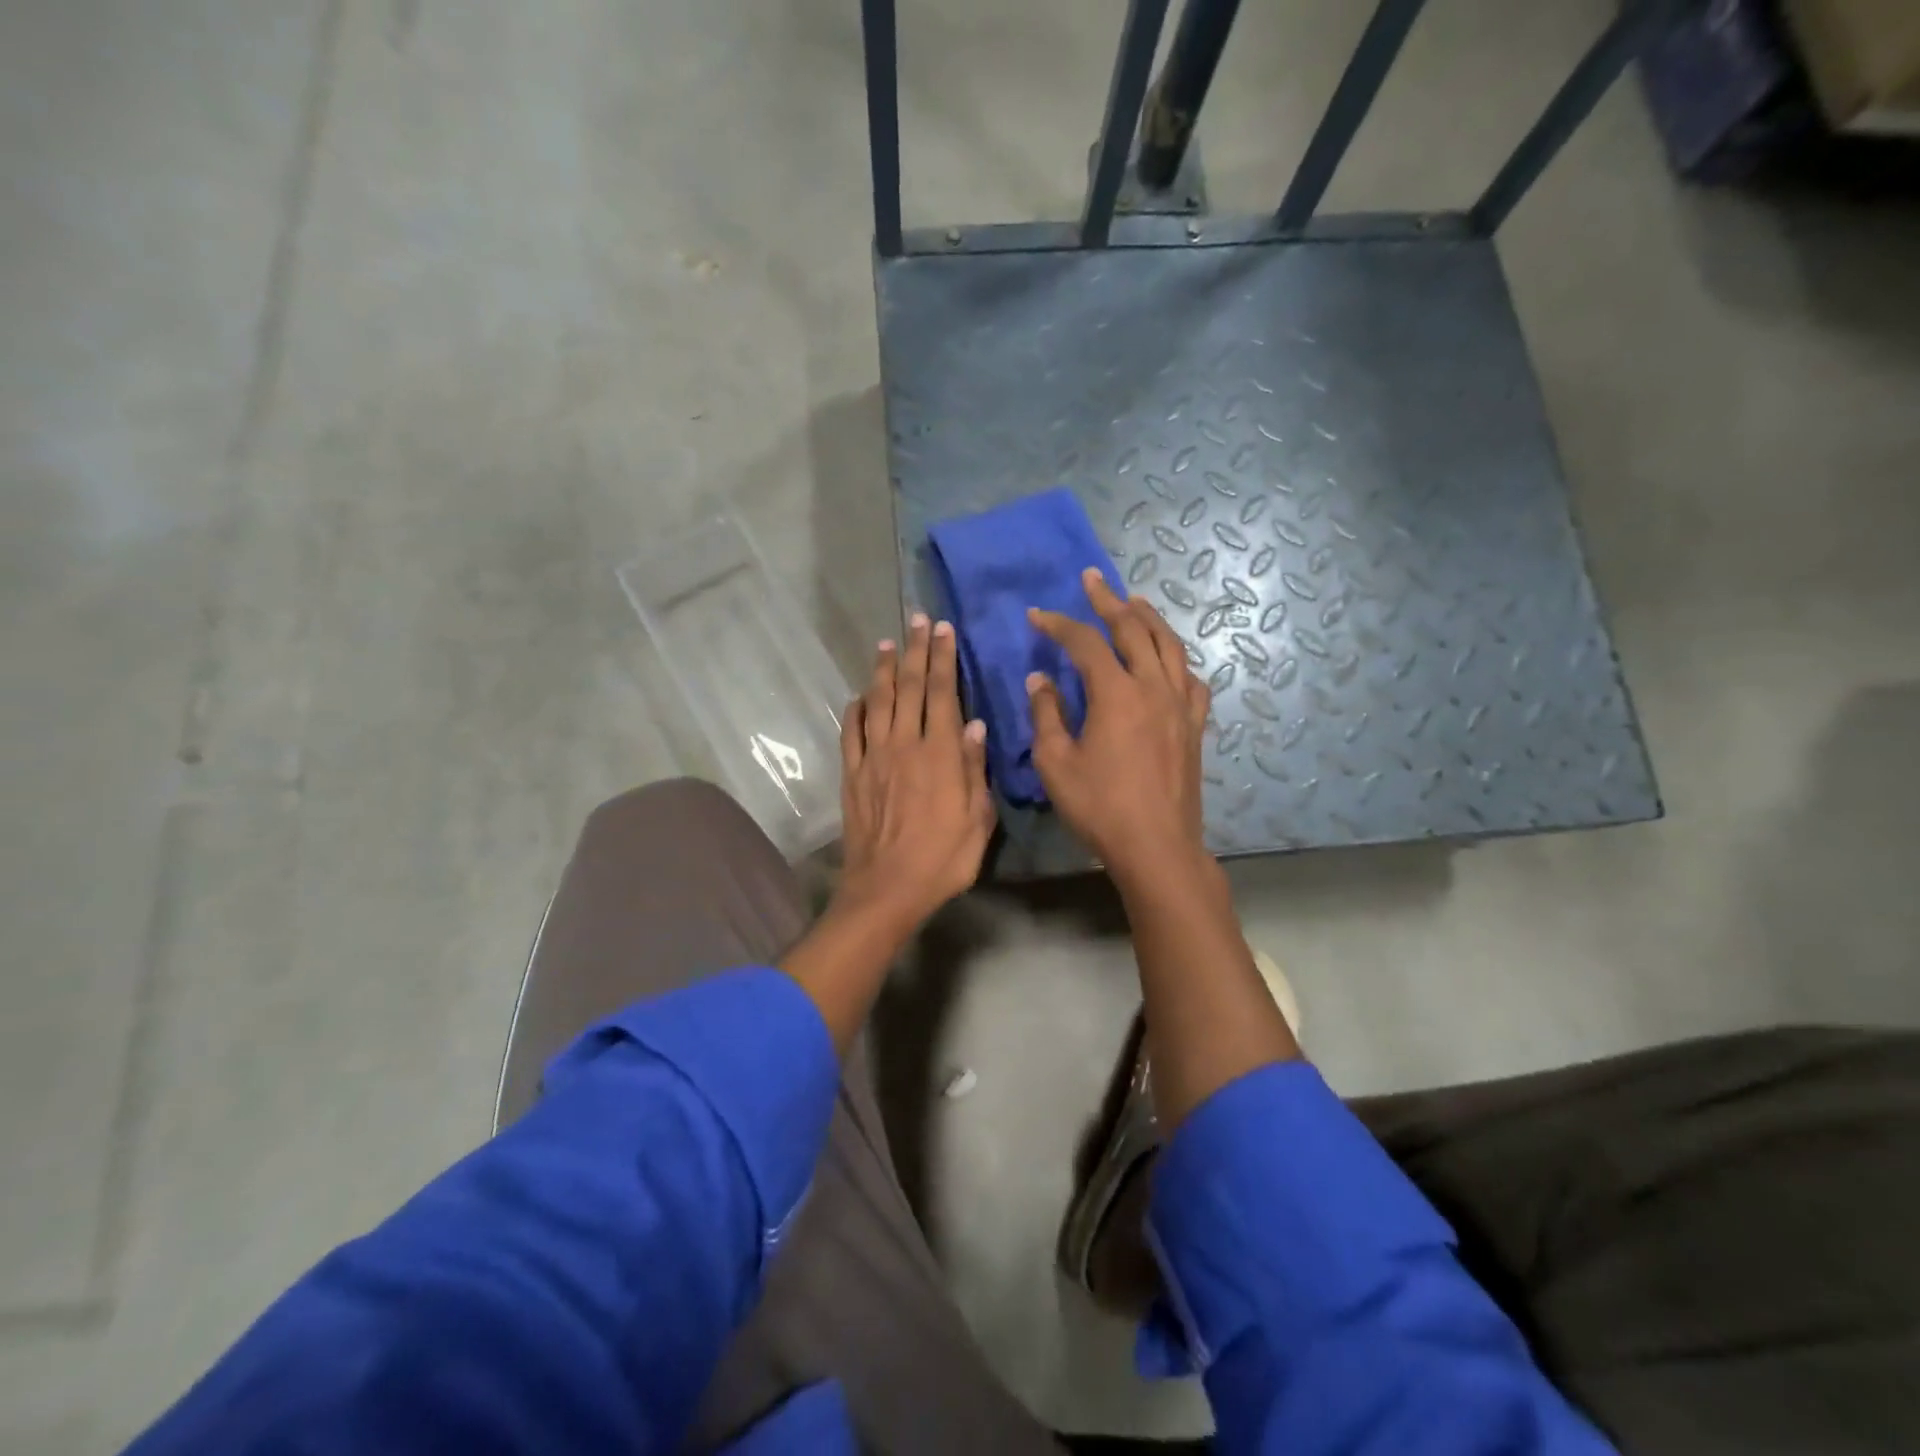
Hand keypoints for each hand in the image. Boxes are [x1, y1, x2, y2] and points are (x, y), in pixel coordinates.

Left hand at [836, 612, 995, 932]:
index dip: (943, 658)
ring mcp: (873, 758)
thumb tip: (976, 726)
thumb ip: (975, 770)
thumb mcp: (978, 820)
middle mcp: (904, 745)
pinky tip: (859, 695)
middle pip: (909, 687)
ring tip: (887, 642)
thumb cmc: (942, 859)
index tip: (944, 630)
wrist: (886, 889)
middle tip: (917, 620)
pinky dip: (855, 709)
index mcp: (940, 754)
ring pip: (877, 702)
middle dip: (915, 650)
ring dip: (883, 670)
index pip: (942, 693)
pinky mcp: (852, 775)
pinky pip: (851, 732)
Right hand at [1027, 568, 1210, 887]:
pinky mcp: (1194, 726)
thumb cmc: (1099, 806)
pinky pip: (1190, 679)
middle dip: (1109, 601)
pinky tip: (1169, 661)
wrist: (1156, 846)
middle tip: (1092, 580)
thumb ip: (1046, 714)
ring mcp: (1180, 705)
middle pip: (1134, 629)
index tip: (1036, 615)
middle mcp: (1154, 687)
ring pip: (1169, 646)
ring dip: (1149, 619)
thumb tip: (1041, 679)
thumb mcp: (1055, 762)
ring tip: (1134, 602)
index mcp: (1116, 693)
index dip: (1059, 624)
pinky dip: (1176, 660)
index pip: (1085, 643)